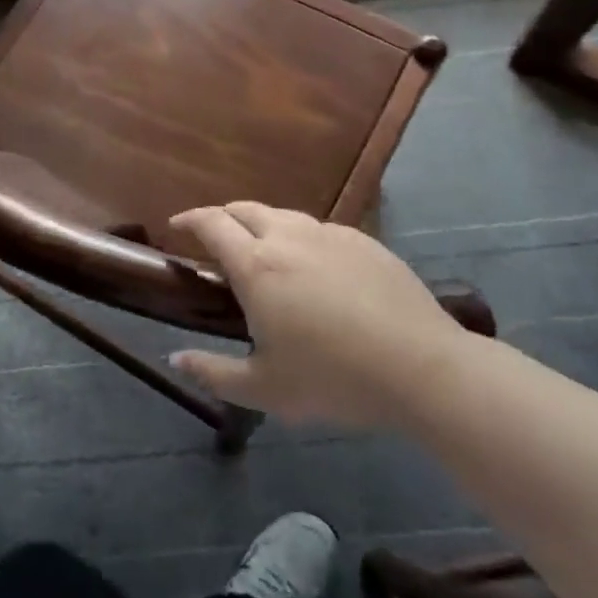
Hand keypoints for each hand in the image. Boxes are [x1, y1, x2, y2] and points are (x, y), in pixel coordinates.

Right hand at [169, 203, 470, 429]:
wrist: (422, 368)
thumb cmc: (333, 378)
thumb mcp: (265, 389)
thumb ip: (213, 372)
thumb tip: (175, 359)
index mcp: (256, 265)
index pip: (211, 223)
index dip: (189, 220)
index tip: (175, 227)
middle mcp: (288, 237)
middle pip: (244, 209)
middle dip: (222, 217)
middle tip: (215, 241)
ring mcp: (330, 234)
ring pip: (283, 216)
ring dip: (262, 226)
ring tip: (264, 254)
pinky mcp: (364, 241)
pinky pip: (319, 230)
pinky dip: (301, 239)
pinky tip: (314, 270)